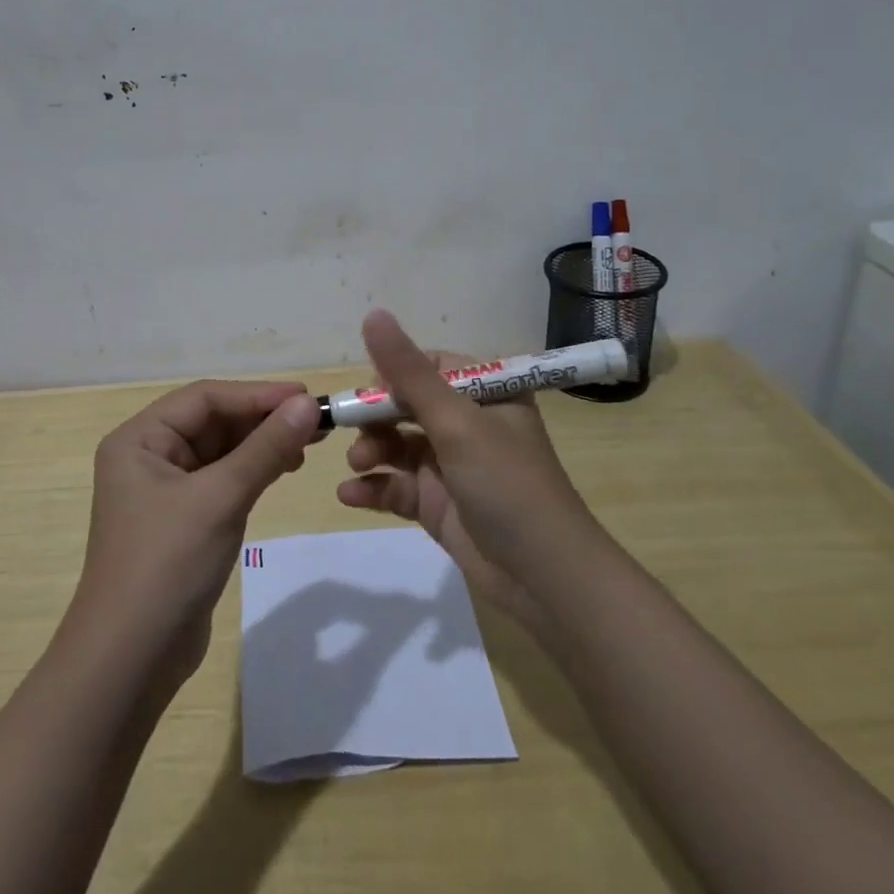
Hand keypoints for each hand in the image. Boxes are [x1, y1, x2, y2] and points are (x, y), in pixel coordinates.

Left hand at [75, 380, 317, 682]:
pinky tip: (283, 470)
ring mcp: (163, 489)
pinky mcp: (181, 519)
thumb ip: (265, 448)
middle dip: (262, 419)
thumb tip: (307, 404)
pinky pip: (222, 479)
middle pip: (213, 421)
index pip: (205, 398)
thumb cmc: (167, 564)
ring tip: (306, 446)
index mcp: (139, 439)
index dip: (257, 395)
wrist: (130, 660)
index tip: (306, 398)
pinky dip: (252, 471)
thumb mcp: (221, 498)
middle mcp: (147, 455)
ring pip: (220, 450)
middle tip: (315, 422)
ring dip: (261, 444)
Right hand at [335, 311, 594, 628]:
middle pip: (407, 406)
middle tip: (353, 432)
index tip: (369, 393)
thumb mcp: (456, 422)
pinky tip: (350, 495)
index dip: (394, 376)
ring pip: (398, 445)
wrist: (544, 580)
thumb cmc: (506, 484)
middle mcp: (469, 424)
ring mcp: (452, 466)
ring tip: (357, 465)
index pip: (429, 367)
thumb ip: (409, 372)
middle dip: (376, 418)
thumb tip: (373, 313)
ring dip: (371, 451)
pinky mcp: (439, 504)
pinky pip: (397, 486)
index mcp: (486, 394)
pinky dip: (374, 488)